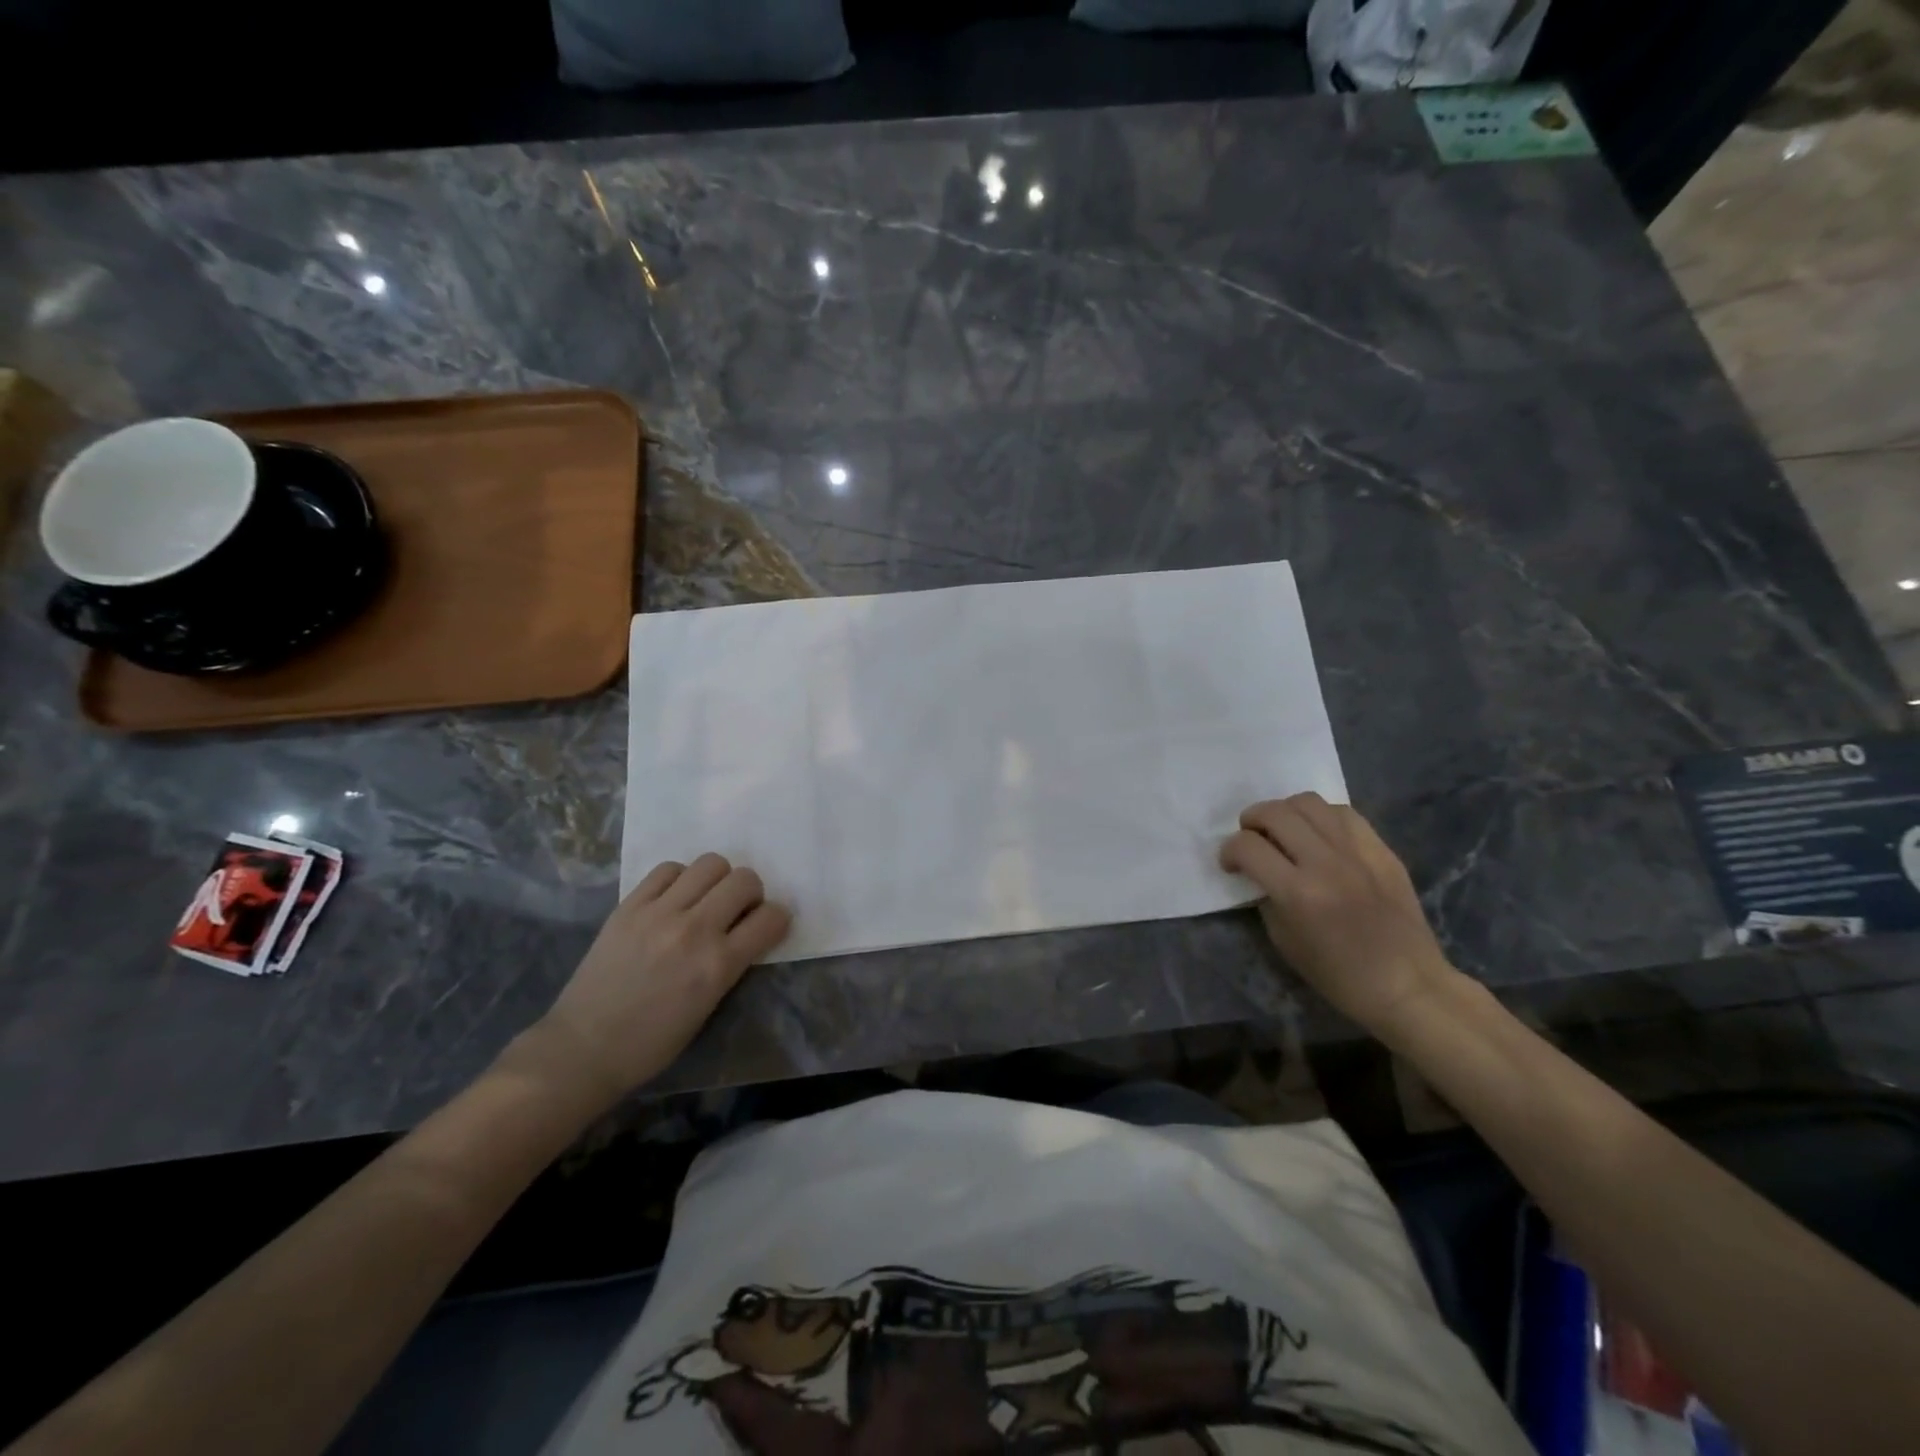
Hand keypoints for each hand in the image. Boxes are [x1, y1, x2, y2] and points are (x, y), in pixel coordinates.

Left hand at [529, 854, 790, 1107]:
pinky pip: (668, 869)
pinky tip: (672, 900)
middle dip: (750, 893)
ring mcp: (658, 913)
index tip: (766, 927)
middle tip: (735, 912)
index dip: (776, 919)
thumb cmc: (652, 1043)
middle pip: (744, 879)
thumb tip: (748, 931)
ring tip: (703, 901)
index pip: (771, 917)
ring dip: (717, 880)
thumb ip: (732, 963)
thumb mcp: (709, 1007)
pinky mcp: (629, 906)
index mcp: (718, 965)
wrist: (583, 1049)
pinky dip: (679, 879)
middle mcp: (693, 930)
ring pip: (710, 863)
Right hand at [1221, 793, 1460, 1037]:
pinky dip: (1321, 817)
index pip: (1247, 846)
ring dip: (1285, 812)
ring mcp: (1358, 852)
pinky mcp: (1382, 850)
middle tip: (1252, 840)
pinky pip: (1343, 813)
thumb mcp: (1284, 941)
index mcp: (1298, 893)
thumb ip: (1266, 897)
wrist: (1407, 985)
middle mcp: (1326, 862)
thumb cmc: (1338, 975)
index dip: (1228, 851)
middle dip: (1251, 821)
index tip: (1230, 864)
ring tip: (1284, 831)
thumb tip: (1257, 870)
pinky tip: (1319, 835)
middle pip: (1275, 813)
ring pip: (1308, 802)